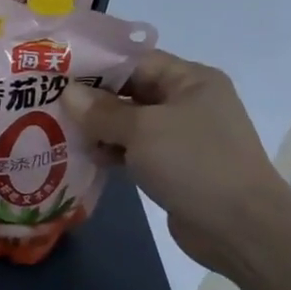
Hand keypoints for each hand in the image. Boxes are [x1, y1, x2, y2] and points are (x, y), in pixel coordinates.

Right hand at [64, 51, 290, 275]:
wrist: (241, 228)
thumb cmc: (195, 164)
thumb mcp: (143, 130)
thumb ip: (102, 111)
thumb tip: (68, 93)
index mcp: (191, 80)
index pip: (136, 61)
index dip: (97, 66)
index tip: (57, 73)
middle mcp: (189, 103)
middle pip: (132, 91)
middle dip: (93, 99)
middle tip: (49, 102)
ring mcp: (183, 137)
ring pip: (131, 123)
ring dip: (99, 128)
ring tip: (58, 131)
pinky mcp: (176, 167)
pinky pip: (136, 151)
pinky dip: (113, 152)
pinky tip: (84, 157)